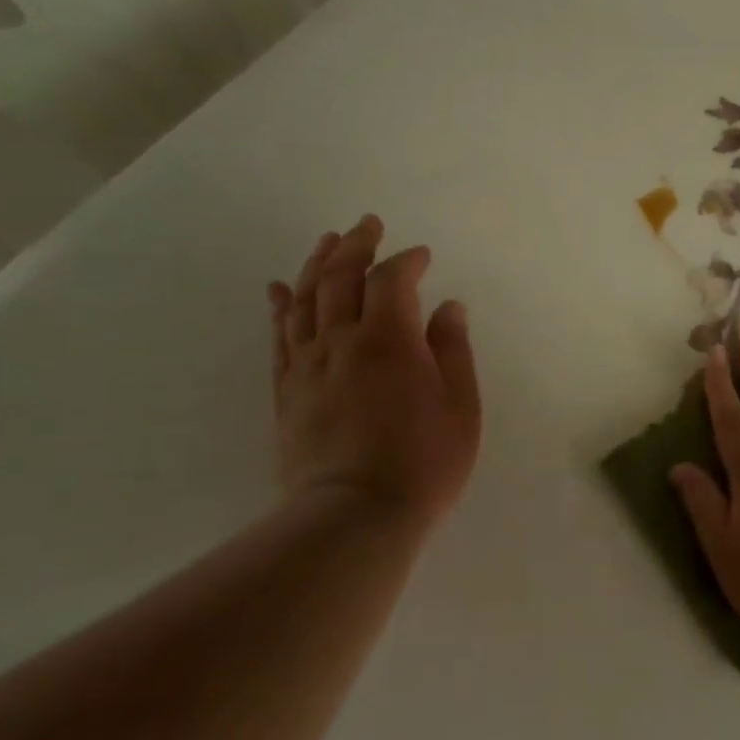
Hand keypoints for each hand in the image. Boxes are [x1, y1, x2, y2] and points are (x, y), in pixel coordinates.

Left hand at [267, 215, 480, 525]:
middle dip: (356, 245)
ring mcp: (308, 365)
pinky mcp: (287, 391)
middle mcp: (342, 340)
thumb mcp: (460, 404)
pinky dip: (280, 306)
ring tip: (327, 241)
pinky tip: (279, 289)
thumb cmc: (424, 460)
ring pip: (304, 299)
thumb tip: (448, 307)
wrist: (355, 515)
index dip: (407, 260)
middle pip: (340, 277)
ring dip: (316, 264)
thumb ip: (452, 349)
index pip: (392, 279)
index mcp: (389, 339)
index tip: (423, 255)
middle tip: (368, 224)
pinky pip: (280, 337)